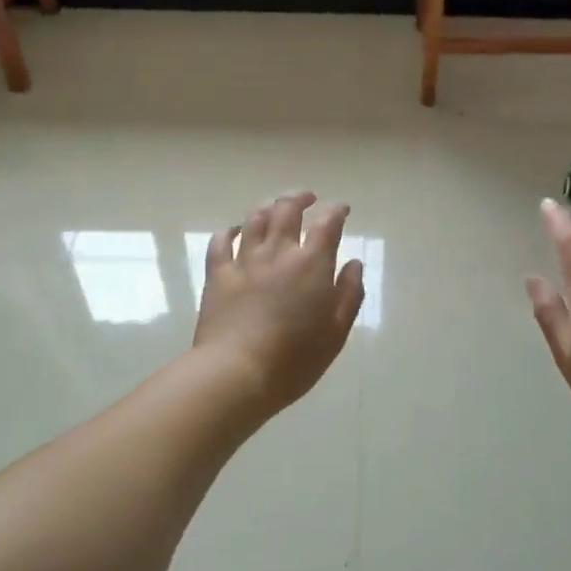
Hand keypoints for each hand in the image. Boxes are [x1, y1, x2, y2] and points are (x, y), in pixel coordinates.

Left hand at [193, 192, 365, 414]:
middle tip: (308, 198)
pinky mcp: (218, 274)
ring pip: (255, 219)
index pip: (327, 224)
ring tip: (275, 207)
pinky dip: (229, 230)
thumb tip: (353, 264)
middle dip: (300, 197)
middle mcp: (278, 252)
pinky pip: (221, 241)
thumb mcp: (336, 333)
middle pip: (287, 209)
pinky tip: (235, 231)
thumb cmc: (294, 360)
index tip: (341, 208)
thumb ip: (349, 294)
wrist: (236, 373)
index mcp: (311, 264)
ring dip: (268, 207)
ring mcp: (244, 260)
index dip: (336, 210)